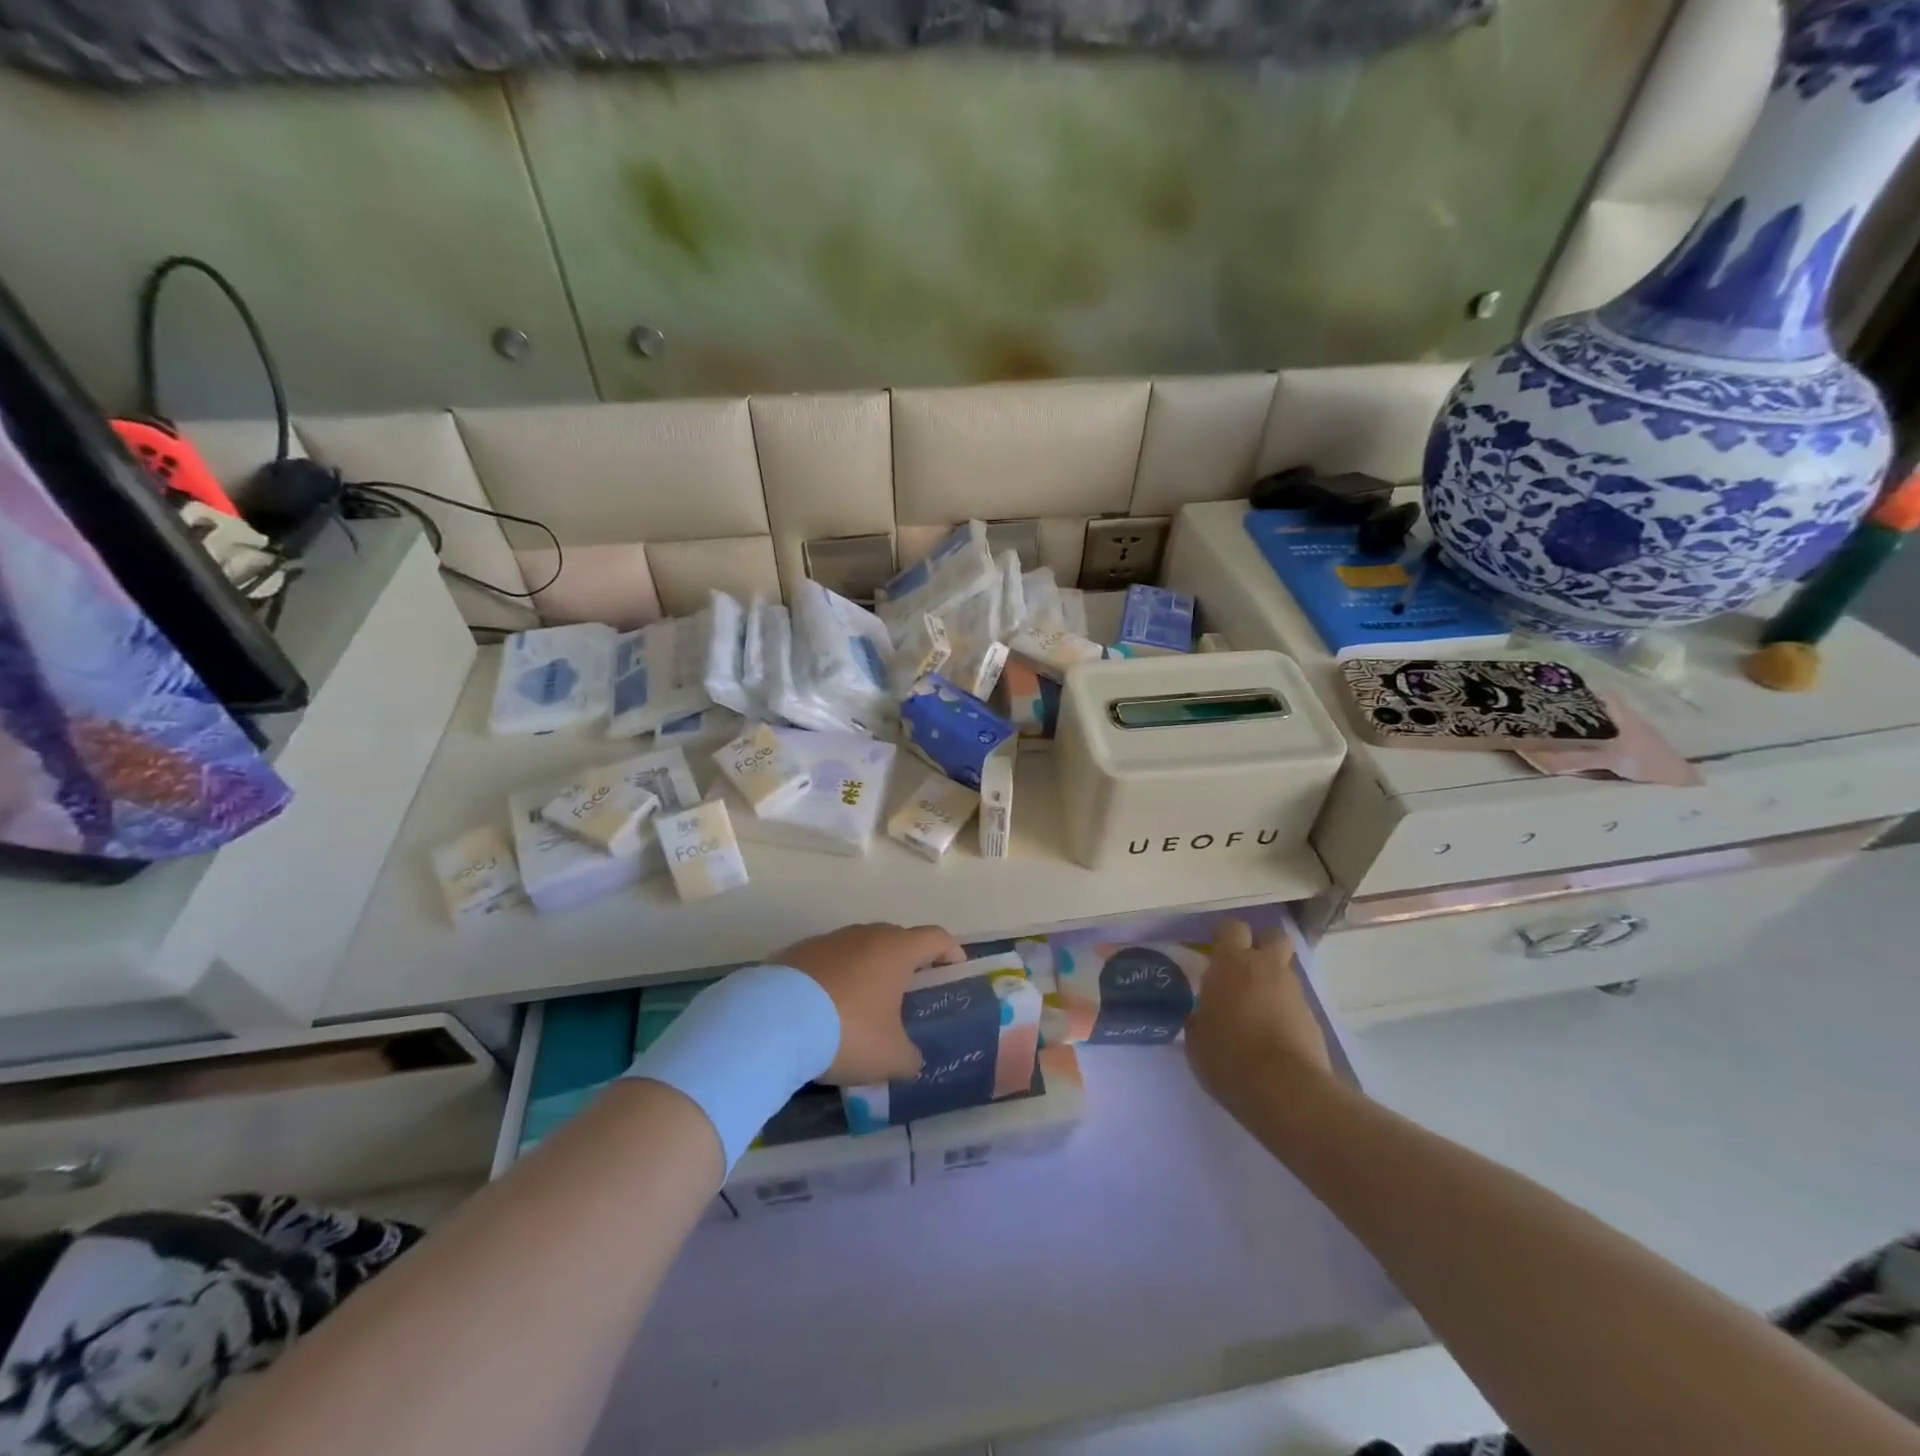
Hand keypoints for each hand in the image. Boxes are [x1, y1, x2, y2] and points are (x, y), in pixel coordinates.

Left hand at [775, 922, 964, 1084]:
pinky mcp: (796, 953)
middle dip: (907, 963)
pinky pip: (827, 962)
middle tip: (910, 994)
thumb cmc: (847, 1031)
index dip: (951, 953)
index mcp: (897, 950)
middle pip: (897, 940)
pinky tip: (825, 1010)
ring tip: (864, 1006)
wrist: (773, 1021)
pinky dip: (834, 979)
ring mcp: (828, 940)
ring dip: (867, 971)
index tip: (956, 971)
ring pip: (859, 949)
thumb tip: (913, 1059)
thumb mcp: (890, 1057)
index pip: (936, 938)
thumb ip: (911, 1057)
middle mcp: (865, 935)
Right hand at [1185, 920, 1333, 1123]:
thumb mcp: (1196, 1039)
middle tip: (1245, 968)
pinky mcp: (1313, 1019)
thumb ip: (1200, 1016)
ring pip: (1285, 972)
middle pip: (1273, 936)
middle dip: (1262, 945)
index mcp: (1232, 964)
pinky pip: (1295, 1003)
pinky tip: (1272, 1036)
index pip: (1231, 927)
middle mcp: (1266, 968)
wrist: (1285, 1090)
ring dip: (1272, 982)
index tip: (1215, 952)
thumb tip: (1202, 1013)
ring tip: (1256, 1011)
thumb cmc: (1228, 1057)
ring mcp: (1294, 992)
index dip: (1224, 936)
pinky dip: (1285, 1012)